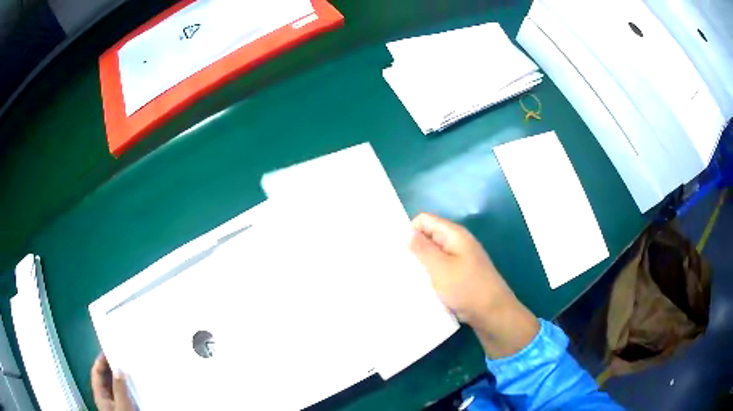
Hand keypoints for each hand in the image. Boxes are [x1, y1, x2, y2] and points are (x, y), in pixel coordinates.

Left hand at [91, 353, 135, 410]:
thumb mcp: (122, 405)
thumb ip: (119, 388)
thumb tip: (118, 368)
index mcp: (100, 394)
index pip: (96, 372)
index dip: (101, 360)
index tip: (110, 350)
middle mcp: (105, 397)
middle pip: (105, 377)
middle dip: (111, 367)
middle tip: (121, 357)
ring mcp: (115, 402)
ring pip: (114, 385)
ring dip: (120, 376)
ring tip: (128, 368)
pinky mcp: (124, 407)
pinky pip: (123, 392)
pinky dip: (126, 386)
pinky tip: (133, 383)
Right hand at [410, 213, 538, 357]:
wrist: (492, 313)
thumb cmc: (467, 288)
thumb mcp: (441, 268)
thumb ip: (422, 249)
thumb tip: (407, 232)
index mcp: (454, 234)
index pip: (424, 220)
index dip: (410, 230)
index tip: (397, 250)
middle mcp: (457, 243)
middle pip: (428, 236)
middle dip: (413, 248)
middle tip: (396, 265)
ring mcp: (459, 259)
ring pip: (432, 255)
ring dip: (420, 264)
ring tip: (405, 277)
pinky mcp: (459, 275)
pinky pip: (439, 269)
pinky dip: (429, 275)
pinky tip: (419, 286)